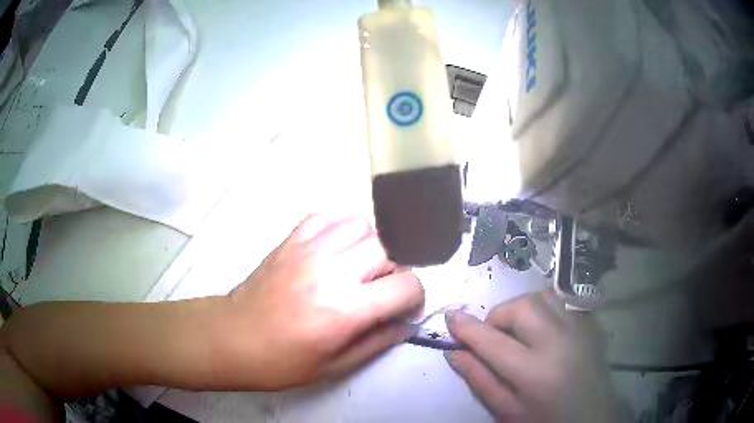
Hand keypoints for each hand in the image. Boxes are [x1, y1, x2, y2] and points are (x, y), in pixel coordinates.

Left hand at [216, 215, 424, 389]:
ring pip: (360, 224)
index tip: (405, 308)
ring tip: (359, 266)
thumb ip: (378, 341)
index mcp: (346, 309)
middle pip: (389, 247)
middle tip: (382, 288)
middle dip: (396, 268)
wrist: (232, 338)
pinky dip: (337, 229)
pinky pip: (325, 218)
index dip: (415, 297)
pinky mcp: (290, 241)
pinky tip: (333, 250)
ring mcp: (308, 250)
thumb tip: (407, 324)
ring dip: (370, 244)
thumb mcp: (335, 366)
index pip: (406, 285)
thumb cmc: (282, 362)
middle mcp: (332, 271)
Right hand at [444, 291, 619, 421]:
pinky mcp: (591, 323)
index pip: (492, 341)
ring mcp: (580, 329)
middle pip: (522, 307)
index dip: (466, 328)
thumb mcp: (508, 410)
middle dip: (499, 317)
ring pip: (543, 296)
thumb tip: (454, 353)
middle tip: (496, 338)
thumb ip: (480, 380)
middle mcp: (560, 343)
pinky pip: (563, 300)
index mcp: (535, 373)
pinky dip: (545, 307)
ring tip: (521, 332)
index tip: (450, 318)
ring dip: (523, 309)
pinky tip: (544, 329)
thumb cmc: (545, 420)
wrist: (591, 418)